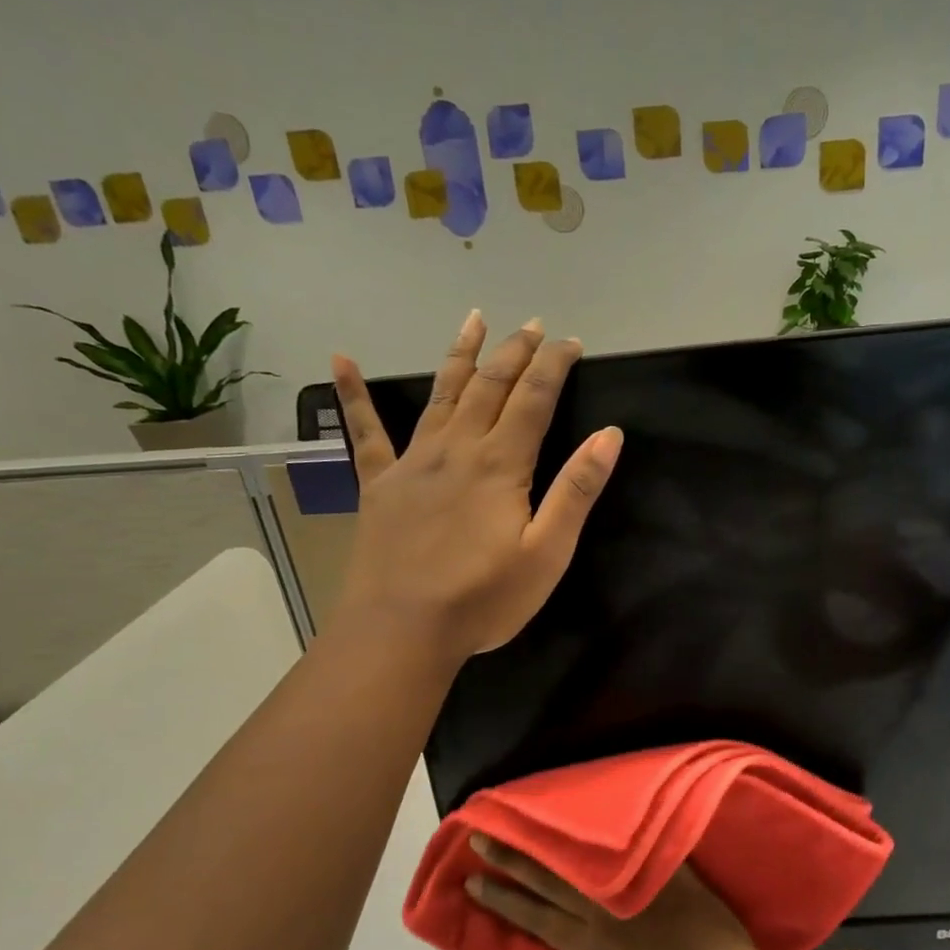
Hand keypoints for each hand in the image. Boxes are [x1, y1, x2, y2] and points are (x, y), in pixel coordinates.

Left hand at [329, 311, 622, 661]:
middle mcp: (457, 449)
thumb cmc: (483, 599)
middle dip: (514, 352)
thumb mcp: (548, 553)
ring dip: (461, 356)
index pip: (534, 399)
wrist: (402, 630)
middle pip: (489, 386)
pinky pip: (365, 432)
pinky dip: (353, 394)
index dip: (554, 365)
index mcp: (500, 465)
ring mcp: (412, 462)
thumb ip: (577, 490)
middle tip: (531, 326)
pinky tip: (340, 361)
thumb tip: (609, 435)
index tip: (571, 342)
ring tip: (474, 320)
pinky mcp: (379, 484)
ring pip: (440, 395)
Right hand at [464, 837, 782, 949]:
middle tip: (484, 837)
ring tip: (529, 823)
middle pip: (552, 881)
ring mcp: (642, 890)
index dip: (503, 899)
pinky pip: (639, 850)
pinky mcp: (672, 875)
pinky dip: (617, 833)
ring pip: (587, 862)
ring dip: (554, 843)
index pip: (537, 917)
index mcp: (594, 947)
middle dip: (514, 860)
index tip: (474, 880)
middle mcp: (610, 913)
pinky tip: (597, 815)